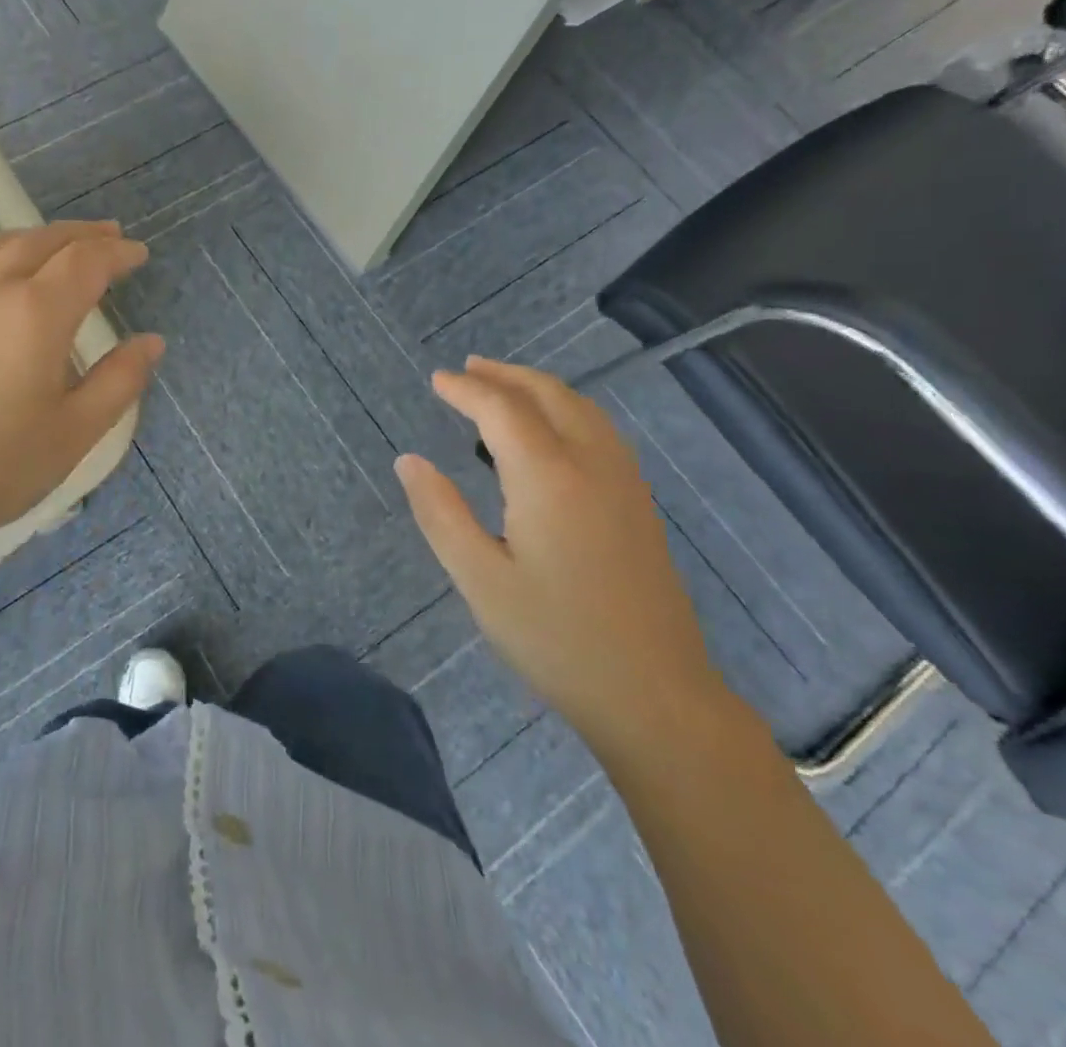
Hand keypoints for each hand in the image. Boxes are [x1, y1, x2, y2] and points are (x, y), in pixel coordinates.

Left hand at [0, 221, 162, 562]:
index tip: (139, 255)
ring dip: (39, 237)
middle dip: (82, 235)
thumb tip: (151, 342)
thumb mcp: (77, 430)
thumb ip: (120, 380)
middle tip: (111, 236)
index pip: (86, 262)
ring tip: (62, 244)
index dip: (117, 253)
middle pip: (42, 241)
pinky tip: (5, 274)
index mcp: (36, 314)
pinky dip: (0, 254)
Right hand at [395, 357, 729, 757]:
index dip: (465, 390)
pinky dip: (566, 409)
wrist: (656, 696)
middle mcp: (592, 464)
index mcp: (549, 477)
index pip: (502, 409)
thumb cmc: (556, 639)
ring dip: (538, 388)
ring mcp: (624, 482)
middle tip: (466, 369)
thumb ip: (440, 513)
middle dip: (504, 375)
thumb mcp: (480, 580)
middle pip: (548, 394)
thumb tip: (408, 461)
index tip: (436, 380)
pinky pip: (600, 430)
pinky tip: (550, 432)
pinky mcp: (639, 504)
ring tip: (501, 388)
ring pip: (581, 408)